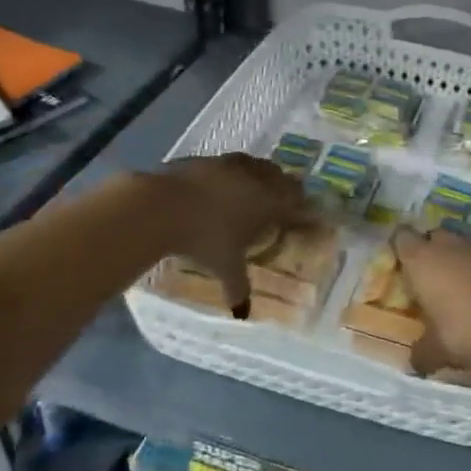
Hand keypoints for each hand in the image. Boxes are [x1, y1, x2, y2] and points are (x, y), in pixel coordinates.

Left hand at [151, 154, 312, 306]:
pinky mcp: (207, 159)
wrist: (161, 206)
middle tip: (285, 205)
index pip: (298, 204)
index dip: (306, 213)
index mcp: (269, 202)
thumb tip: (243, 312)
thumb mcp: (224, 266)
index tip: (310, 220)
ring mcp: (231, 164)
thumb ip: (238, 286)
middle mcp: (256, 178)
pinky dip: (235, 174)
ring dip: (263, 177)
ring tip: (257, 191)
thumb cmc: (203, 239)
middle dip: (288, 191)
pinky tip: (224, 185)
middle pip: (283, 179)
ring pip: (258, 166)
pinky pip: (231, 164)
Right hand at [391, 226, 470, 375]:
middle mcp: (451, 244)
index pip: (402, 239)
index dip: (402, 250)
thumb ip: (422, 353)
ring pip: (468, 247)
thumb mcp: (439, 350)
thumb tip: (414, 362)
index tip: (405, 267)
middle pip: (435, 238)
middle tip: (436, 283)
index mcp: (423, 260)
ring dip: (467, 263)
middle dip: (434, 255)